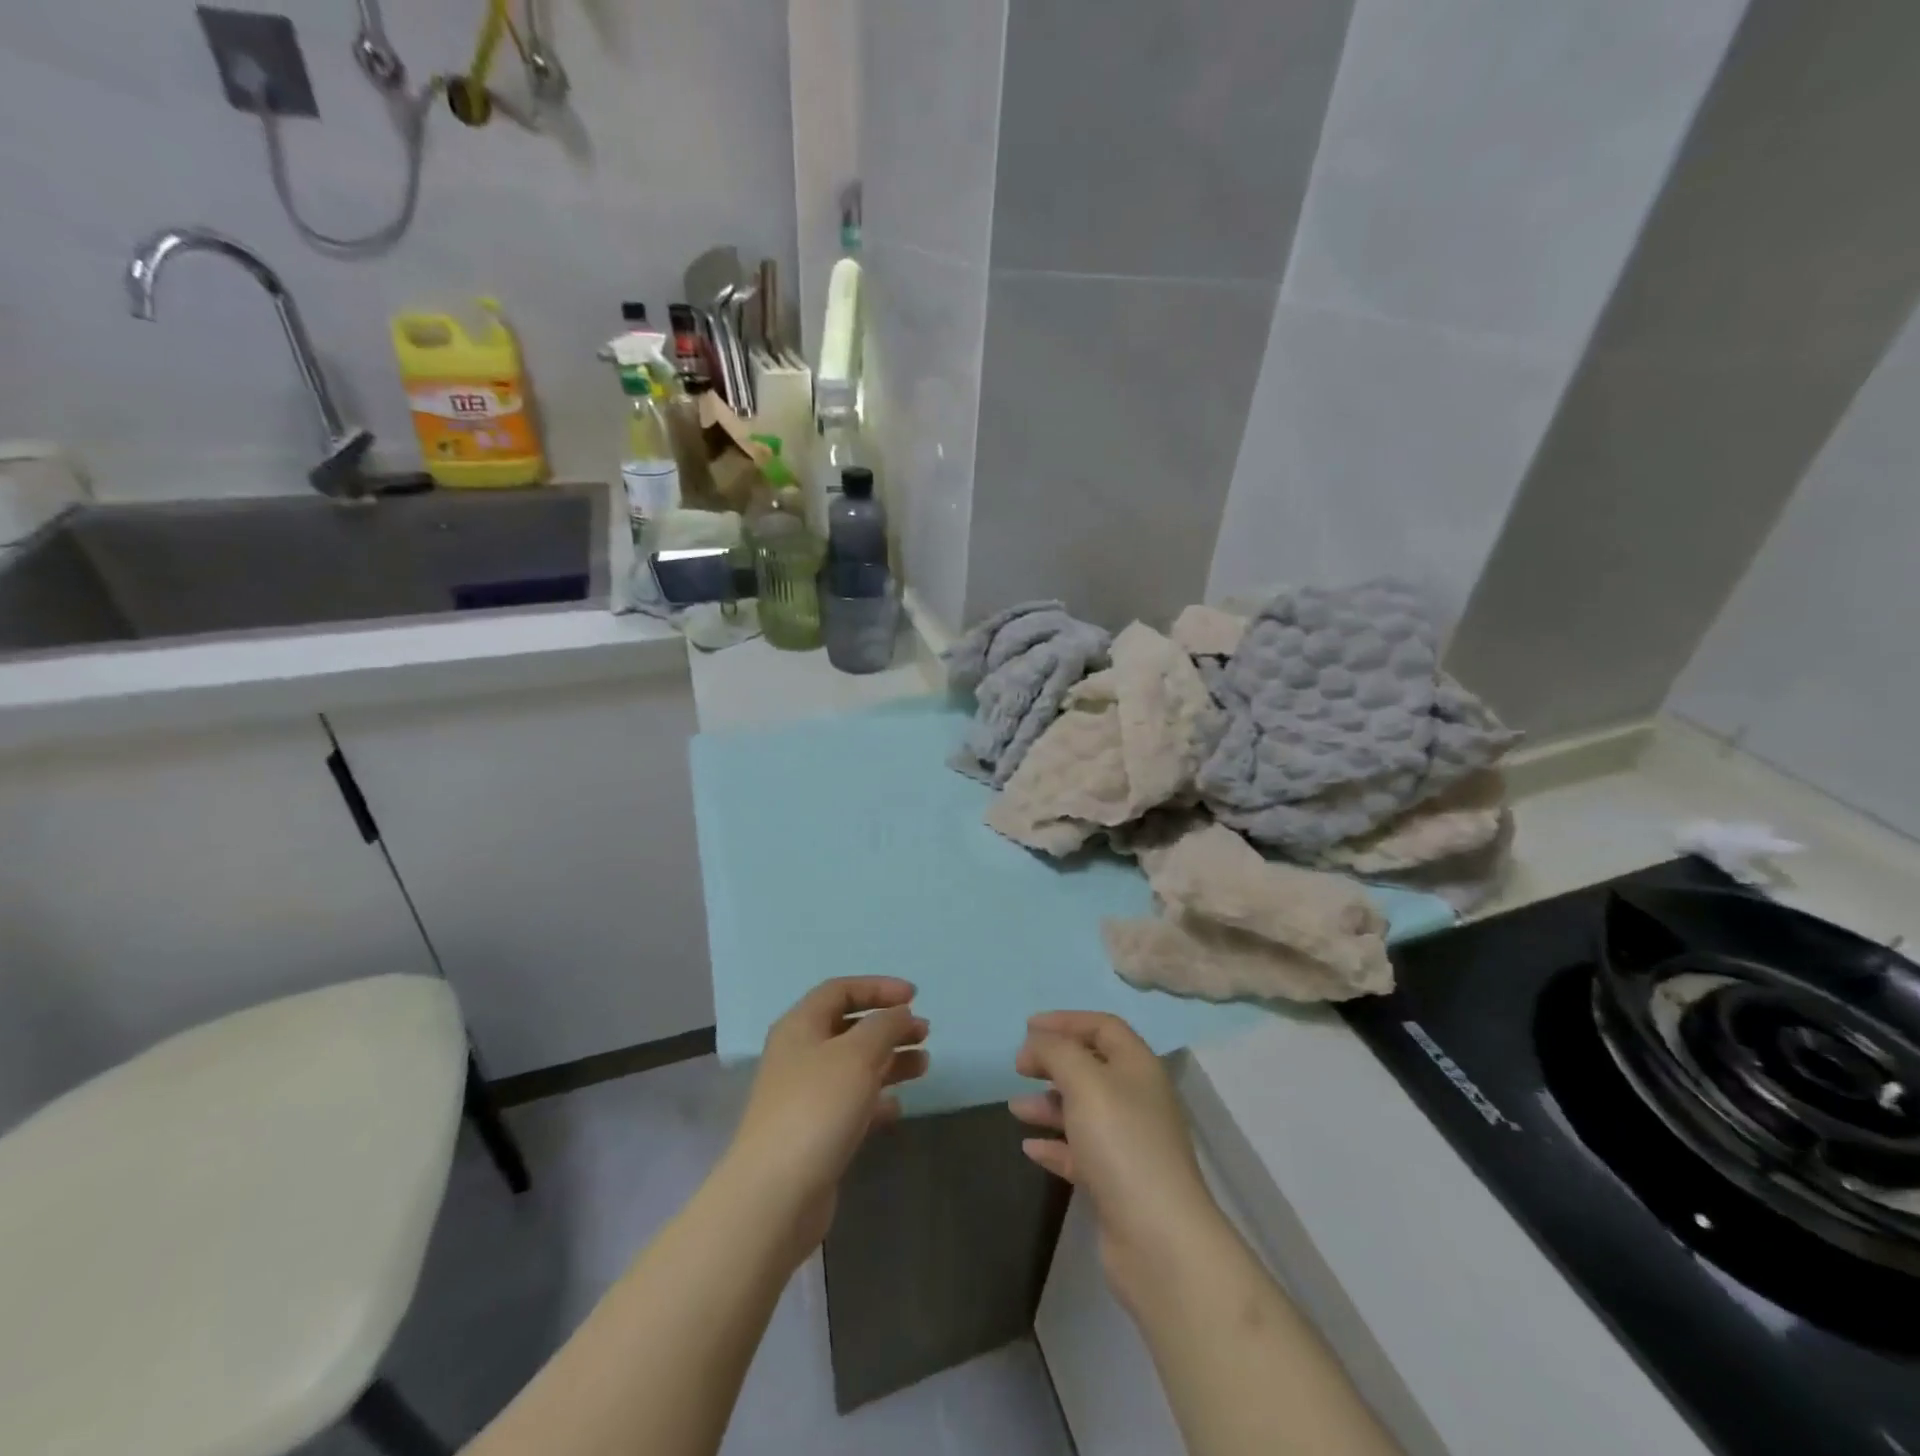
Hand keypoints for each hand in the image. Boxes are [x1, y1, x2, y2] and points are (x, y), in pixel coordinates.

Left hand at [722, 977, 928, 1259]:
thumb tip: (900, 1014)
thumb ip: (884, 1026)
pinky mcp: (815, 1134)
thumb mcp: (857, 1054)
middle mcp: (800, 1055)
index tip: (914, 997)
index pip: (840, 990)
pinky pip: (851, 1104)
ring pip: (854, 1066)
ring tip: (924, 1066)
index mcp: (801, 1026)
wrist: (775, 1196)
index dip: (878, 988)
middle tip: (924, 1033)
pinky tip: (898, 1107)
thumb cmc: (817, 1108)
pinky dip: (877, 1100)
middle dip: (889, 1026)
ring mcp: (805, 1096)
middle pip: (849, 1028)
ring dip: (890, 1060)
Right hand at [1009, 1011, 1221, 1306]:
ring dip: (1049, 1104)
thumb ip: (1057, 1052)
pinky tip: (1030, 1148)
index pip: (1103, 1027)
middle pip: (1091, 1066)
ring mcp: (1129, 1143)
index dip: (1066, 1021)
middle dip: (1053, 1062)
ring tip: (1016, 1109)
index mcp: (1138, 1067)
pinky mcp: (1117, 1182)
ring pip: (1083, 1110)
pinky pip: (1080, 1152)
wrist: (1159, 1240)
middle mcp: (1137, 1099)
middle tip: (1019, 1067)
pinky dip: (1055, 1145)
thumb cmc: (1122, 1144)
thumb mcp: (1085, 1082)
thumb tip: (1037, 1043)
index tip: (1027, 1028)